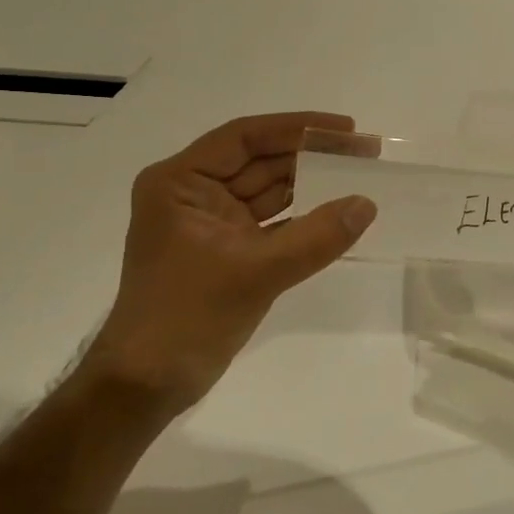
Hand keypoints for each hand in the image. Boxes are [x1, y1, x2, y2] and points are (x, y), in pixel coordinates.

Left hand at [77, 113, 376, 412]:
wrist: (147, 386)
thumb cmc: (186, 318)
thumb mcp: (255, 272)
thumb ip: (315, 237)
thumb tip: (366, 204)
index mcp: (180, 181)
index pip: (245, 138)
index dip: (299, 127)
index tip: (346, 128)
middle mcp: (193, 192)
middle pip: (260, 160)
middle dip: (312, 154)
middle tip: (365, 150)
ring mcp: (210, 222)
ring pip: (268, 190)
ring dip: (311, 184)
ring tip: (360, 174)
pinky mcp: (226, 250)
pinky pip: (271, 221)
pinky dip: (302, 217)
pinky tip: (338, 212)